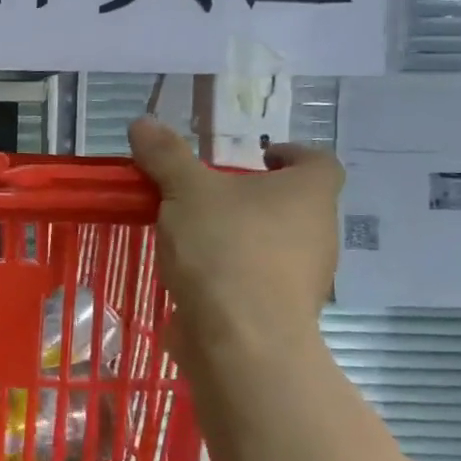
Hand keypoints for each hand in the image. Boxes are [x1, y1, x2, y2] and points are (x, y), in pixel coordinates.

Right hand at [128, 117, 342, 363]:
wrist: (240, 339)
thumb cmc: (224, 249)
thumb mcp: (186, 191)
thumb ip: (165, 156)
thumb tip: (142, 122)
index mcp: (309, 194)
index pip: (318, 162)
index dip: (291, 154)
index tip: (258, 155)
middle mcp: (318, 232)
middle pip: (294, 204)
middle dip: (254, 197)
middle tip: (210, 193)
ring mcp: (304, 277)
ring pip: (275, 243)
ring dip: (241, 235)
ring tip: (194, 234)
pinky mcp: (279, 312)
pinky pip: (257, 279)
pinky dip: (232, 272)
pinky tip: (194, 274)